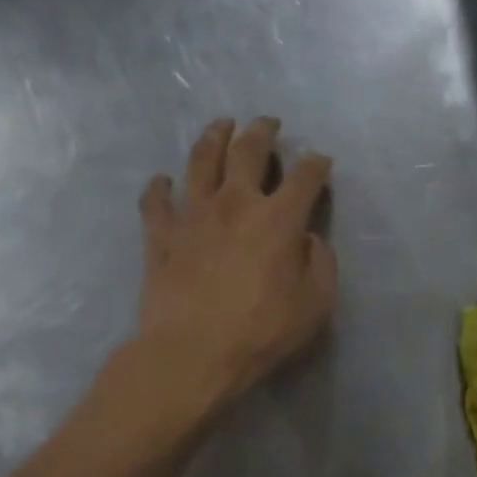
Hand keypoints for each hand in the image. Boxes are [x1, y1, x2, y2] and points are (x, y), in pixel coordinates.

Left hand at [135, 116, 336, 408]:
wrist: (194, 353)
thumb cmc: (262, 331)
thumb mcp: (316, 304)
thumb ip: (320, 264)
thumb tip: (310, 239)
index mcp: (278, 219)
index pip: (304, 177)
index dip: (316, 164)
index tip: (321, 160)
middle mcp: (235, 203)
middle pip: (248, 151)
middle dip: (261, 131)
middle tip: (267, 123)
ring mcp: (192, 215)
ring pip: (201, 160)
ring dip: (213, 137)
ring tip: (221, 126)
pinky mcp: (161, 236)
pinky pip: (155, 201)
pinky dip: (159, 187)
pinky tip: (163, 180)